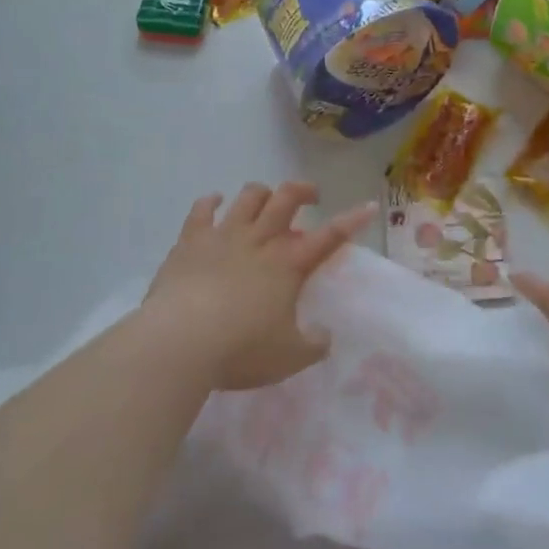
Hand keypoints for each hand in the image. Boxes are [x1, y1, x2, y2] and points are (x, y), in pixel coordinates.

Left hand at [146, 182, 375, 390]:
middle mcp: (260, 239)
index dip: (352, 219)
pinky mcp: (191, 240)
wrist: (180, 341)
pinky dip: (211, 202)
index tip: (369, 206)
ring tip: (265, 202)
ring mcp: (224, 235)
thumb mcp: (289, 358)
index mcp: (289, 263)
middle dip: (303, 190)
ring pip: (249, 197)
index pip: (331, 235)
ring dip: (262, 194)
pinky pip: (202, 210)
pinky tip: (214, 202)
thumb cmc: (241, 349)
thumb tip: (325, 335)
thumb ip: (313, 345)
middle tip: (311, 197)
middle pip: (287, 197)